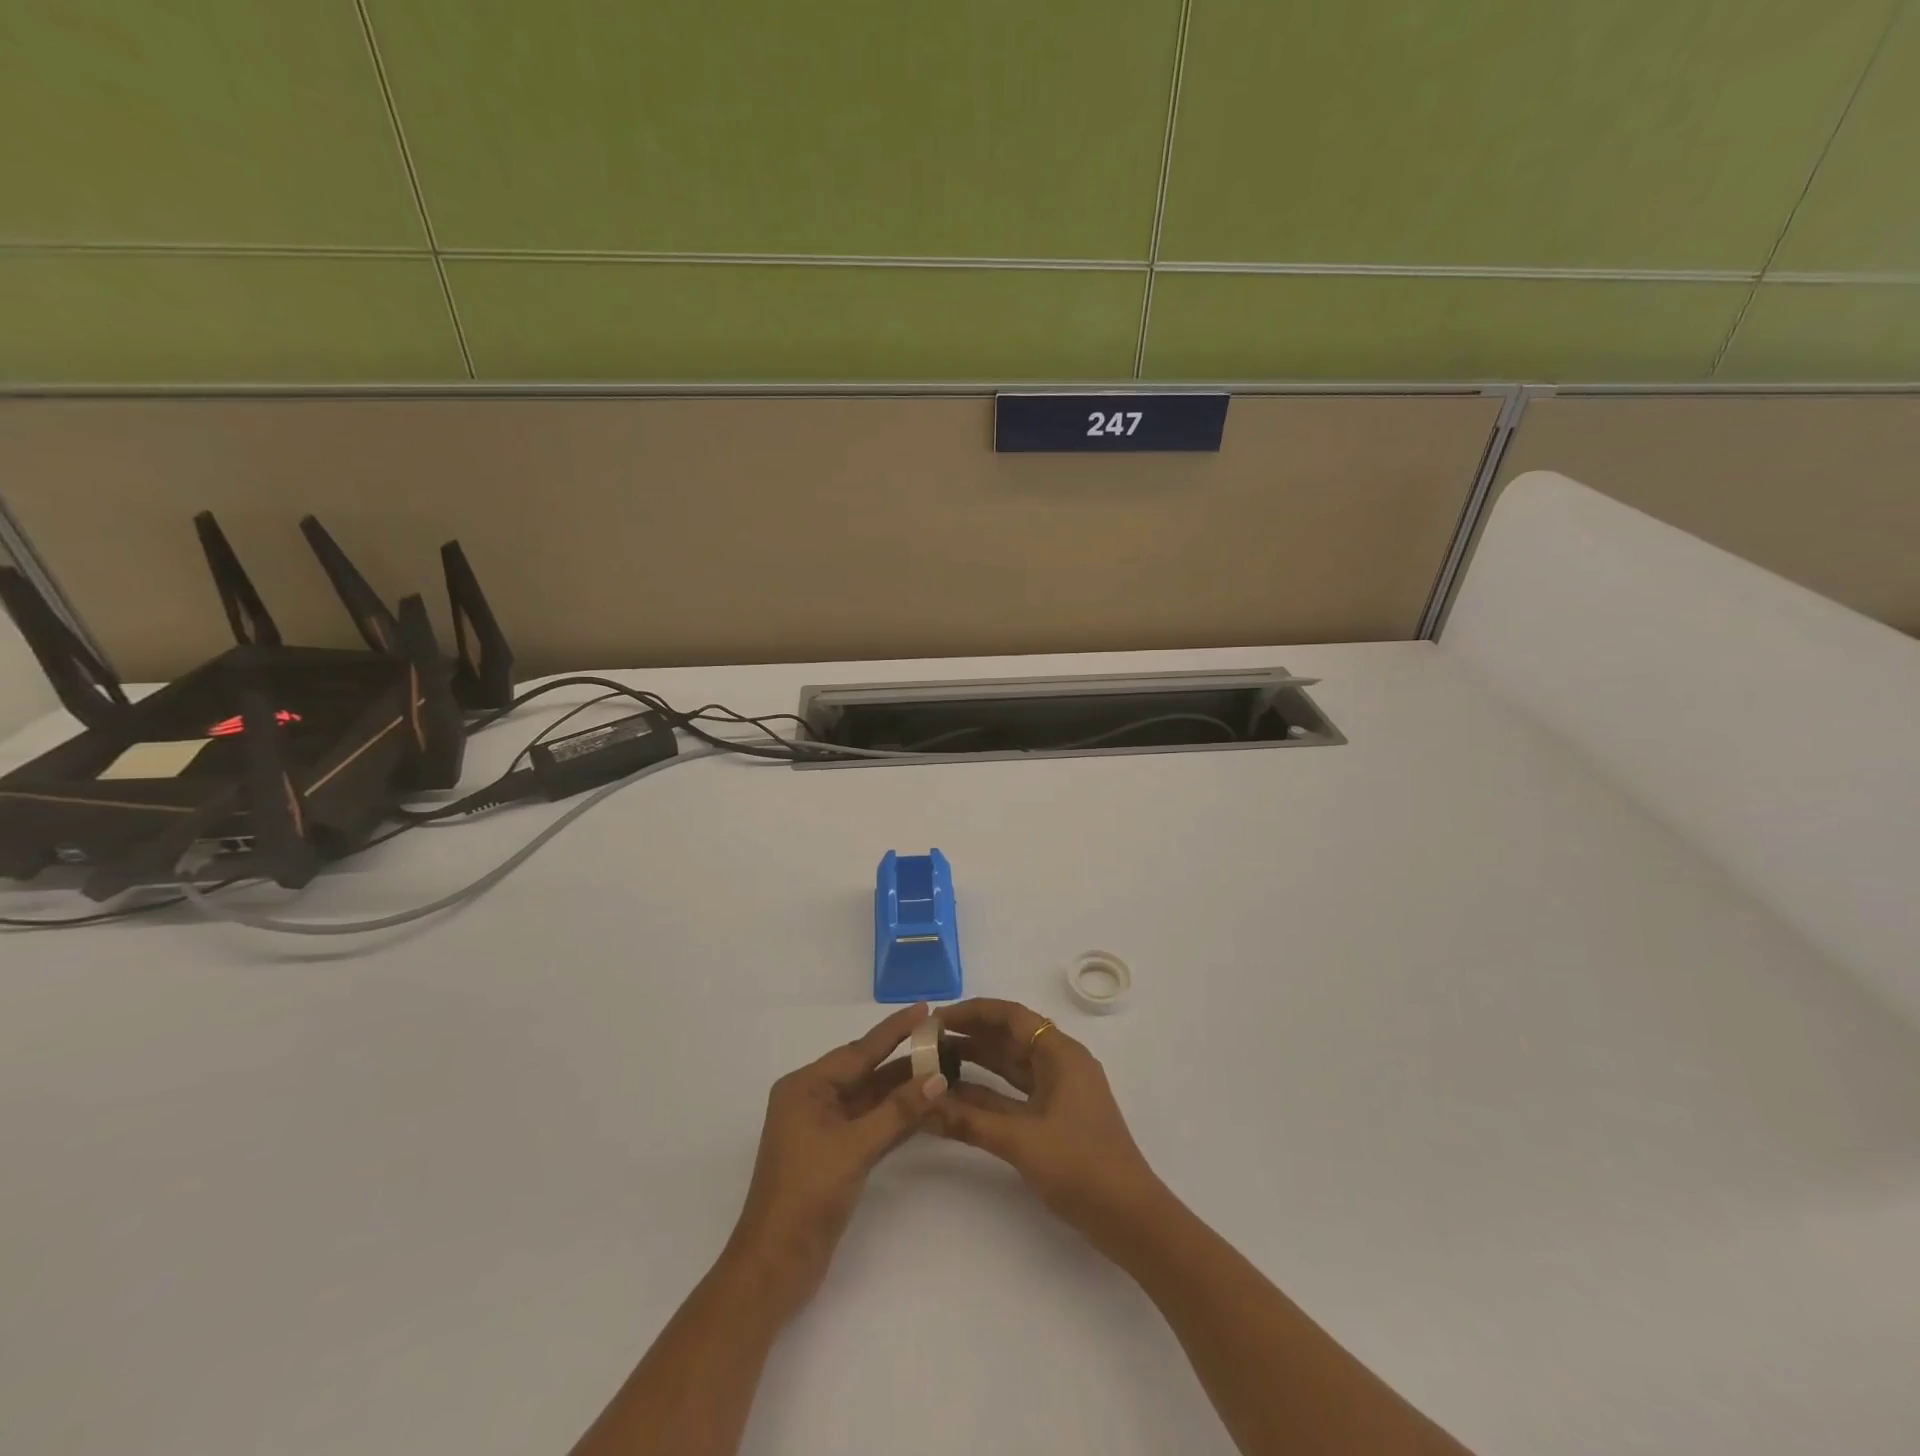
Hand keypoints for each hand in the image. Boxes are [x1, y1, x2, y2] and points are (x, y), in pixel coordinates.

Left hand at [725, 1003, 948, 1320]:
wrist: (775, 1266)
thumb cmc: (807, 1194)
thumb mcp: (855, 1147)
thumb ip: (898, 1111)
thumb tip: (938, 1078)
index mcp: (805, 1087)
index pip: (859, 1050)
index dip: (894, 1030)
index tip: (925, 1008)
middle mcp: (812, 1100)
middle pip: (865, 1071)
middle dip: (902, 1058)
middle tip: (942, 1039)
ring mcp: (824, 1129)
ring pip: (871, 1099)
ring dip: (903, 1089)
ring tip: (943, 1068)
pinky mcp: (835, 1155)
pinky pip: (871, 1124)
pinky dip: (896, 1116)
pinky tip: (926, 1107)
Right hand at [930, 998, 1165, 1253]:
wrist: (1129, 1218)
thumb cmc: (1080, 1166)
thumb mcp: (1020, 1140)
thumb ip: (969, 1120)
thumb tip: (922, 1105)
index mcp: (1060, 1054)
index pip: (1011, 1016)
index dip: (972, 1013)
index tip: (936, 1020)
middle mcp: (1059, 1063)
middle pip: (1009, 1037)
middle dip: (969, 1036)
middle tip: (926, 1043)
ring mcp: (1058, 1091)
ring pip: (1010, 1066)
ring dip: (975, 1064)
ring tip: (932, 1064)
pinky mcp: (1054, 1117)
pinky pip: (1014, 1093)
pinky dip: (987, 1093)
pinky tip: (955, 1098)